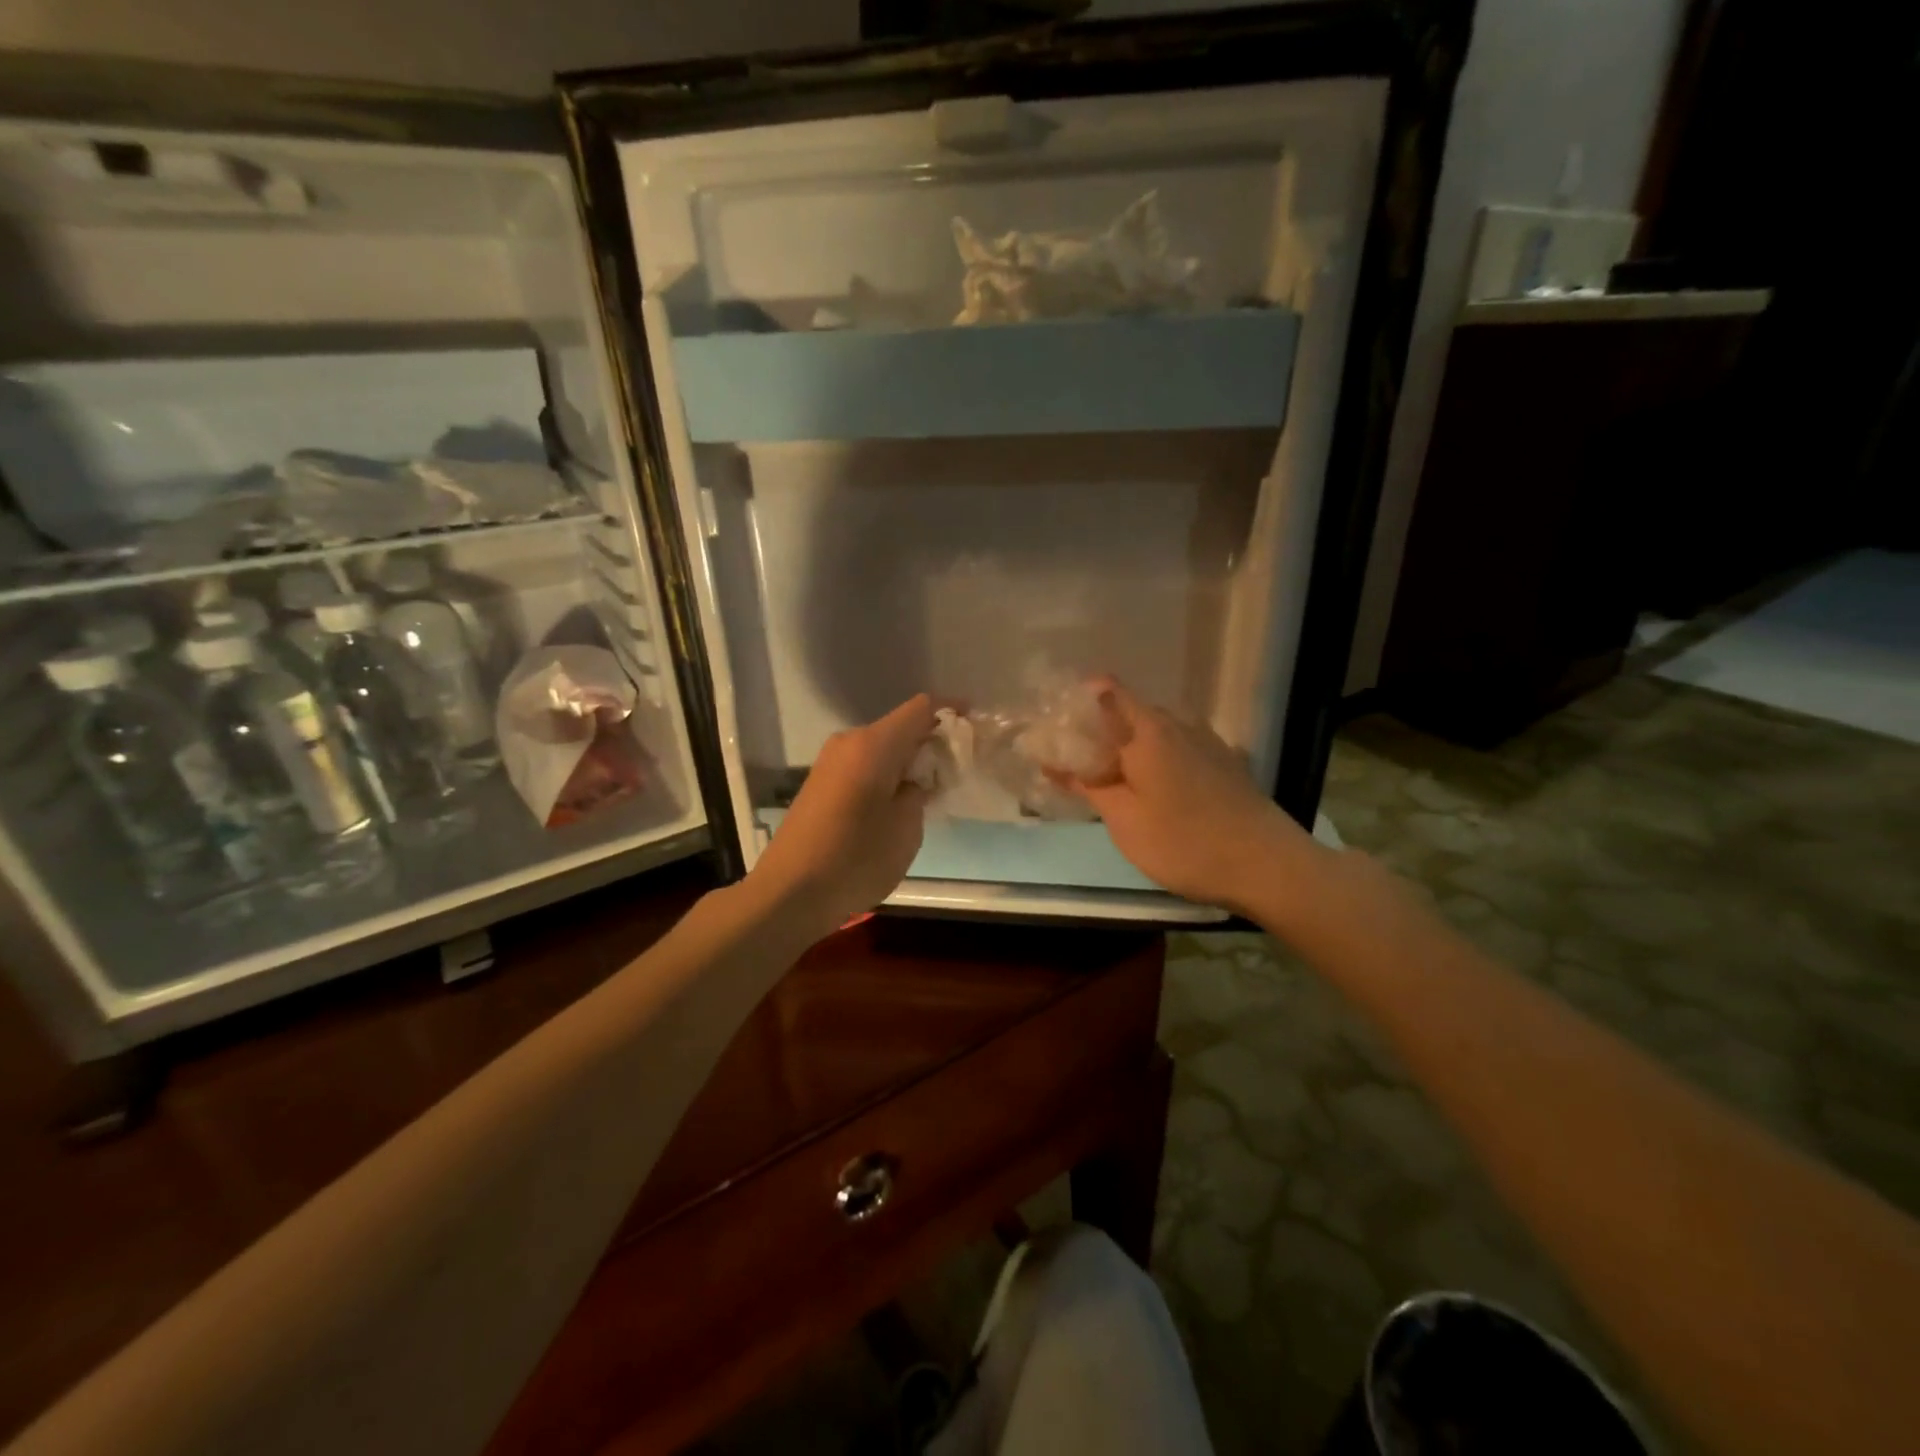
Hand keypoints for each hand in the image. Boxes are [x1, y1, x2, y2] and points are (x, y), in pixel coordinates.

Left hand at [747, 694, 935, 940]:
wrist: (789, 892)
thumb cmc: (855, 859)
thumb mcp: (906, 829)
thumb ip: (918, 794)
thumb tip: (913, 783)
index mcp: (873, 745)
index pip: (920, 708)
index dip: (951, 709)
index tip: (975, 722)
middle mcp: (849, 742)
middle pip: (900, 727)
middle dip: (931, 740)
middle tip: (958, 765)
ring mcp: (830, 762)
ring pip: (881, 748)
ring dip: (908, 760)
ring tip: (932, 787)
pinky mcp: (821, 783)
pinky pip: (864, 765)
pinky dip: (887, 773)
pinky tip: (898, 801)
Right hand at [1068, 678, 1317, 913]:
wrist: (1268, 866)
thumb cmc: (1185, 842)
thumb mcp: (1124, 820)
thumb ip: (1088, 785)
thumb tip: (1053, 760)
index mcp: (1148, 730)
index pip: (1107, 691)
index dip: (1079, 701)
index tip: (1058, 727)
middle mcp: (1179, 724)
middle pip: (1131, 712)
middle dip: (1101, 730)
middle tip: (1075, 763)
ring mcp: (1207, 742)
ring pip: (1157, 732)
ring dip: (1131, 748)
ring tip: (1112, 780)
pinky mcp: (1226, 763)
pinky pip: (1179, 748)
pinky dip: (1158, 760)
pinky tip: (1155, 791)